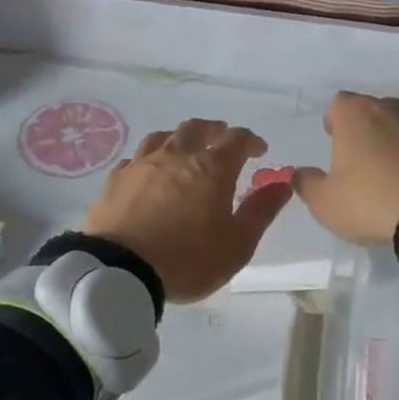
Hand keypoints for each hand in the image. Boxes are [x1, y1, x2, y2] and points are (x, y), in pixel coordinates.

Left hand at [83, 119, 292, 303]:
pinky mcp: (116, 179)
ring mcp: (142, 164)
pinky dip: (150, 159)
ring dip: (180, 138)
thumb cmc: (188, 259)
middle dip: (214, 130)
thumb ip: (262, 210)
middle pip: (197, 128)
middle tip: (222, 138)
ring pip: (163, 137)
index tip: (259, 150)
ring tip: (185, 149)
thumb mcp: (237, 243)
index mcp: (211, 168)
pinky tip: (149, 172)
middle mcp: (176, 156)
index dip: (251, 141)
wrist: (120, 271)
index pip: (236, 139)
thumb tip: (283, 184)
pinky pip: (136, 158)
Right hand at [293, 92, 398, 244]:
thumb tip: (299, 173)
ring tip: (389, 172)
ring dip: (392, 140)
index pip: (338, 103)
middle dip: (363, 130)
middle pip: (371, 110)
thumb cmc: (371, 200)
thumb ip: (306, 183)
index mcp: (356, 114)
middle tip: (359, 161)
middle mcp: (390, 107)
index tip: (334, 142)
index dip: (334, 121)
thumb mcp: (325, 202)